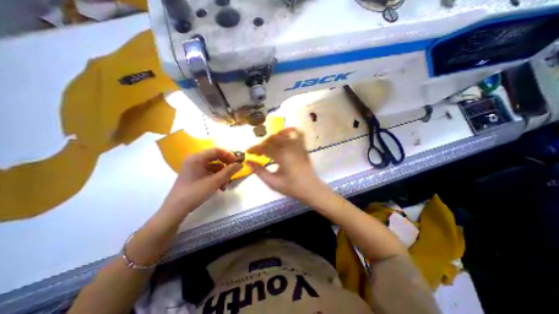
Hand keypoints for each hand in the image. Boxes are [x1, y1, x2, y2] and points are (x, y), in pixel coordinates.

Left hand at [159, 149, 242, 216]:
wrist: (176, 209)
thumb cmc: (195, 192)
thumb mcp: (215, 182)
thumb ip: (229, 171)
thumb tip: (240, 164)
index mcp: (197, 158)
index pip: (217, 151)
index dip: (229, 155)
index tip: (238, 163)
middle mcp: (195, 160)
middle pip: (215, 158)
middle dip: (226, 167)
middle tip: (233, 174)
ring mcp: (194, 167)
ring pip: (213, 166)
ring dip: (221, 175)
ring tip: (225, 186)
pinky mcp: (194, 174)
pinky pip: (208, 172)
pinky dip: (215, 178)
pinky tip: (219, 188)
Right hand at [247, 128, 327, 202]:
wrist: (311, 189)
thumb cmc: (292, 187)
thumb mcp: (273, 182)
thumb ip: (260, 172)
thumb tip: (248, 162)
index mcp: (282, 156)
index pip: (265, 148)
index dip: (255, 149)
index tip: (248, 152)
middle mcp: (290, 147)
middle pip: (273, 139)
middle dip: (263, 143)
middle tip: (258, 152)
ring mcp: (298, 146)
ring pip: (283, 134)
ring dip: (274, 137)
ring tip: (269, 144)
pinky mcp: (303, 147)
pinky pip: (298, 134)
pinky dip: (291, 131)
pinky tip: (285, 133)